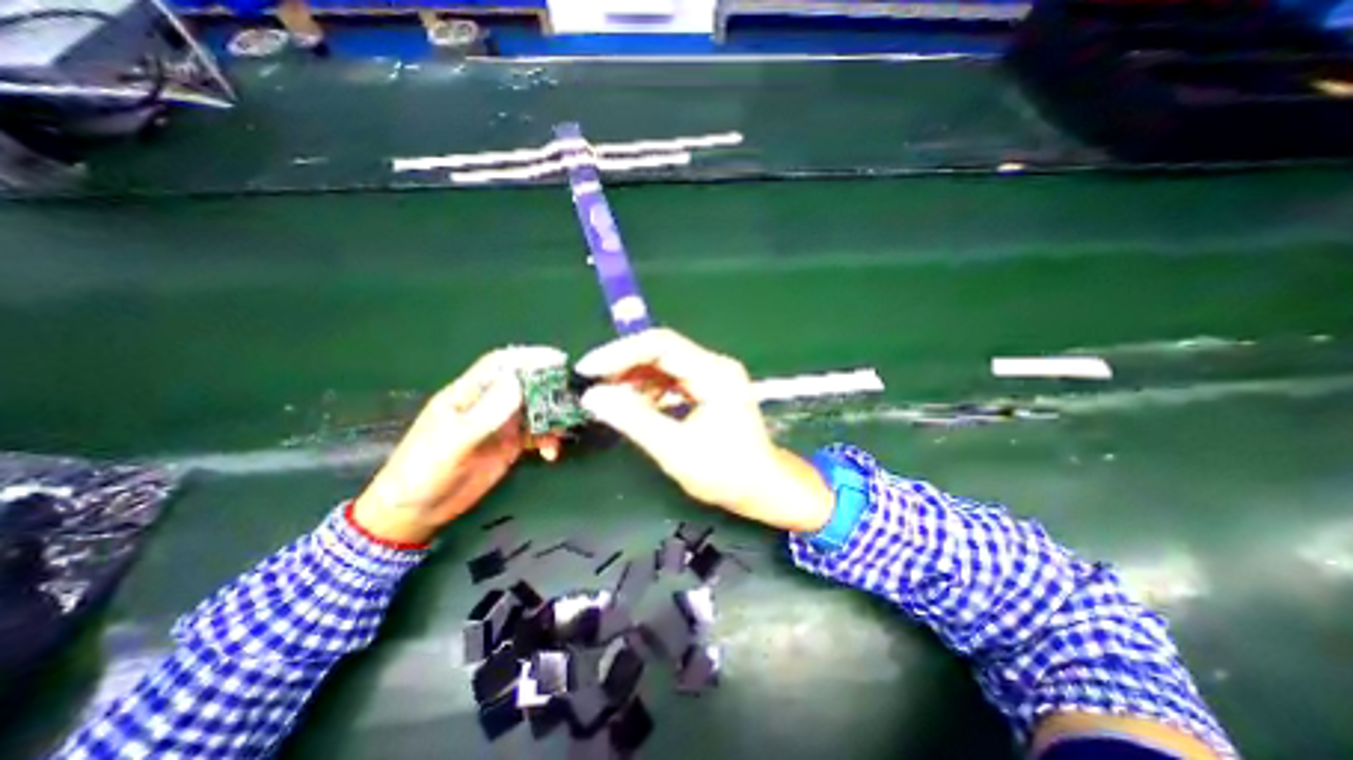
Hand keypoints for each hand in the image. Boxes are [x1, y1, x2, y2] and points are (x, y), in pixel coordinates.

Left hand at [353, 344, 566, 546]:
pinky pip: (536, 435)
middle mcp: (488, 404)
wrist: (416, 510)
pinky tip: (550, 453)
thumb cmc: (424, 470)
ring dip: (553, 417)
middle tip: (571, 398)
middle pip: (525, 384)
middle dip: (549, 387)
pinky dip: (548, 440)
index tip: (558, 359)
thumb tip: (518, 382)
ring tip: (562, 431)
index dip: (529, 356)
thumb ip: (485, 413)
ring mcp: (501, 425)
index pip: (501, 364)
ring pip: (535, 409)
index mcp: (468, 393)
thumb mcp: (453, 441)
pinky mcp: (509, 445)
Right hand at [572, 325, 835, 534]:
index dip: (620, 353)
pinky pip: (671, 381)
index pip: (660, 345)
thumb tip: (593, 397)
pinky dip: (649, 391)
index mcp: (713, 373)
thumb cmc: (726, 473)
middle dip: (624, 366)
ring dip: (635, 379)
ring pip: (664, 365)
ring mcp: (712, 376)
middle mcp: (714, 366)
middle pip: (661, 352)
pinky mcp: (708, 389)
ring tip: (610, 399)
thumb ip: (634, 420)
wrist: (763, 488)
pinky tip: (635, 407)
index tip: (588, 370)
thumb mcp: (675, 450)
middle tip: (593, 386)